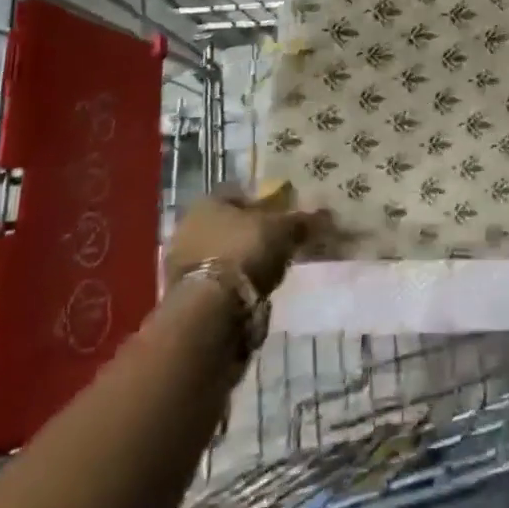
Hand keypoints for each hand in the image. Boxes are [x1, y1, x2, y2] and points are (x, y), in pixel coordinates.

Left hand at [162, 187, 328, 296]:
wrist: (209, 312)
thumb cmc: (244, 252)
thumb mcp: (283, 230)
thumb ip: (303, 221)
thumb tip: (327, 214)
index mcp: (208, 202)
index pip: (240, 194)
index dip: (264, 204)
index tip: (283, 216)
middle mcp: (189, 227)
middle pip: (229, 226)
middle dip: (251, 234)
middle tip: (277, 245)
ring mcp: (181, 264)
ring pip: (221, 255)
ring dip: (241, 263)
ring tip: (268, 273)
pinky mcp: (183, 297)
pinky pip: (216, 283)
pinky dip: (232, 287)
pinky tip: (251, 294)